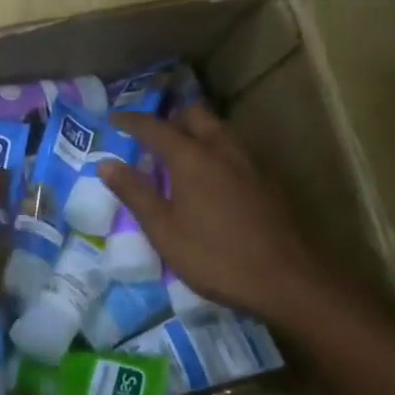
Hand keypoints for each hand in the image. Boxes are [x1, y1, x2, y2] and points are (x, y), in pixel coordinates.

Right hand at [104, 105, 346, 326]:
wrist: (288, 280)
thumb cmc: (216, 256)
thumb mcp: (164, 231)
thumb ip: (135, 193)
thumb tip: (106, 163)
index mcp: (191, 156)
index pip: (153, 127)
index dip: (131, 120)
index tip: (114, 118)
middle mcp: (220, 148)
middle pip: (193, 115)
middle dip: (170, 118)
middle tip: (153, 138)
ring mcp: (248, 162)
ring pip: (218, 129)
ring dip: (196, 132)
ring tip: (181, 155)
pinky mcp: (267, 180)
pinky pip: (234, 149)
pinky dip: (215, 151)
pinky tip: (213, 179)